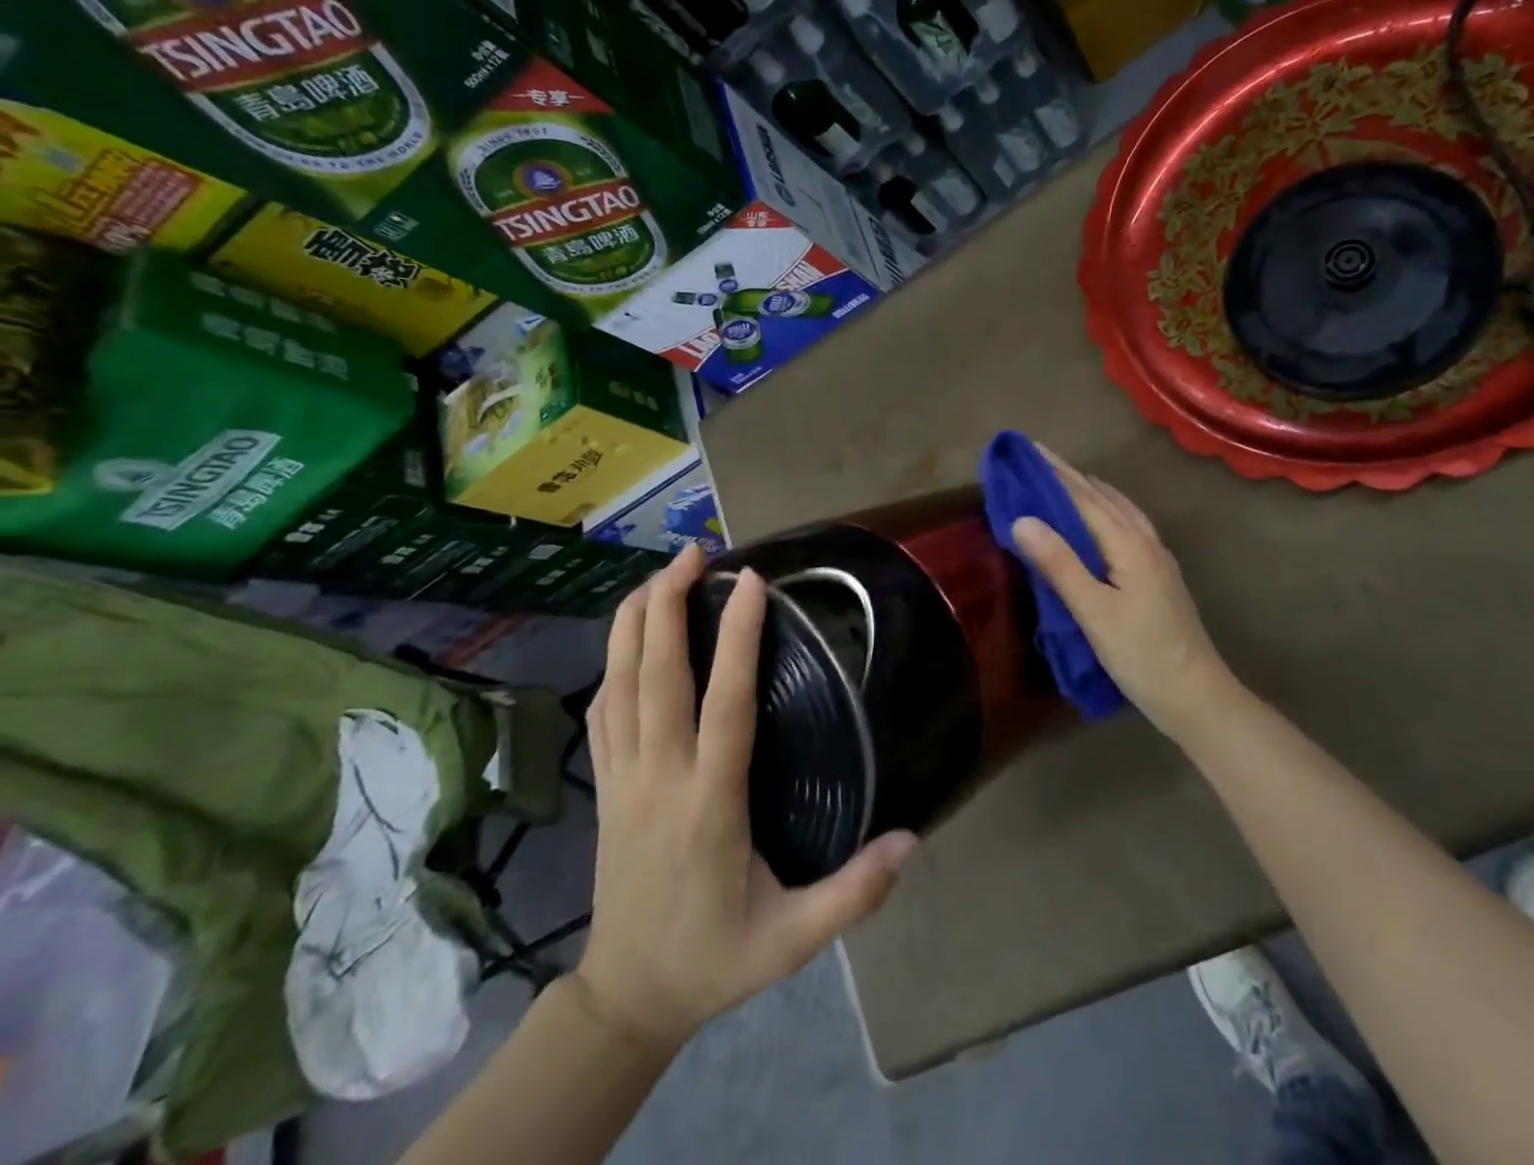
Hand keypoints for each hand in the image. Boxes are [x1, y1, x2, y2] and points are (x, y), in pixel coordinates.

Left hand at [577, 545, 916, 1047]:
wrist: (626, 1000)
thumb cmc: (715, 958)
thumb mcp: (792, 940)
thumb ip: (854, 893)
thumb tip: (912, 839)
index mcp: (710, 804)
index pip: (725, 703)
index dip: (736, 637)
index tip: (750, 581)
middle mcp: (659, 777)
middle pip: (656, 675)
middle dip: (669, 604)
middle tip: (694, 552)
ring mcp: (623, 779)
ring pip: (618, 683)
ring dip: (635, 622)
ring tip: (658, 574)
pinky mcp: (605, 786)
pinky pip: (602, 710)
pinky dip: (614, 662)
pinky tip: (630, 638)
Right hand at [1011, 447, 1240, 741]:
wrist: (1195, 694)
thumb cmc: (1140, 654)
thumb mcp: (1093, 611)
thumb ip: (1058, 563)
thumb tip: (1021, 519)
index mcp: (1128, 544)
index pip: (1084, 497)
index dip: (1054, 473)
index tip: (1028, 449)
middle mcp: (1145, 541)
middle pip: (1103, 498)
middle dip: (1070, 477)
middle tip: (1038, 460)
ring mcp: (1157, 558)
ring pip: (1121, 510)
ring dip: (1092, 492)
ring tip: (1069, 481)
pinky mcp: (1160, 575)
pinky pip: (1130, 526)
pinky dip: (1109, 511)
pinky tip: (1104, 522)